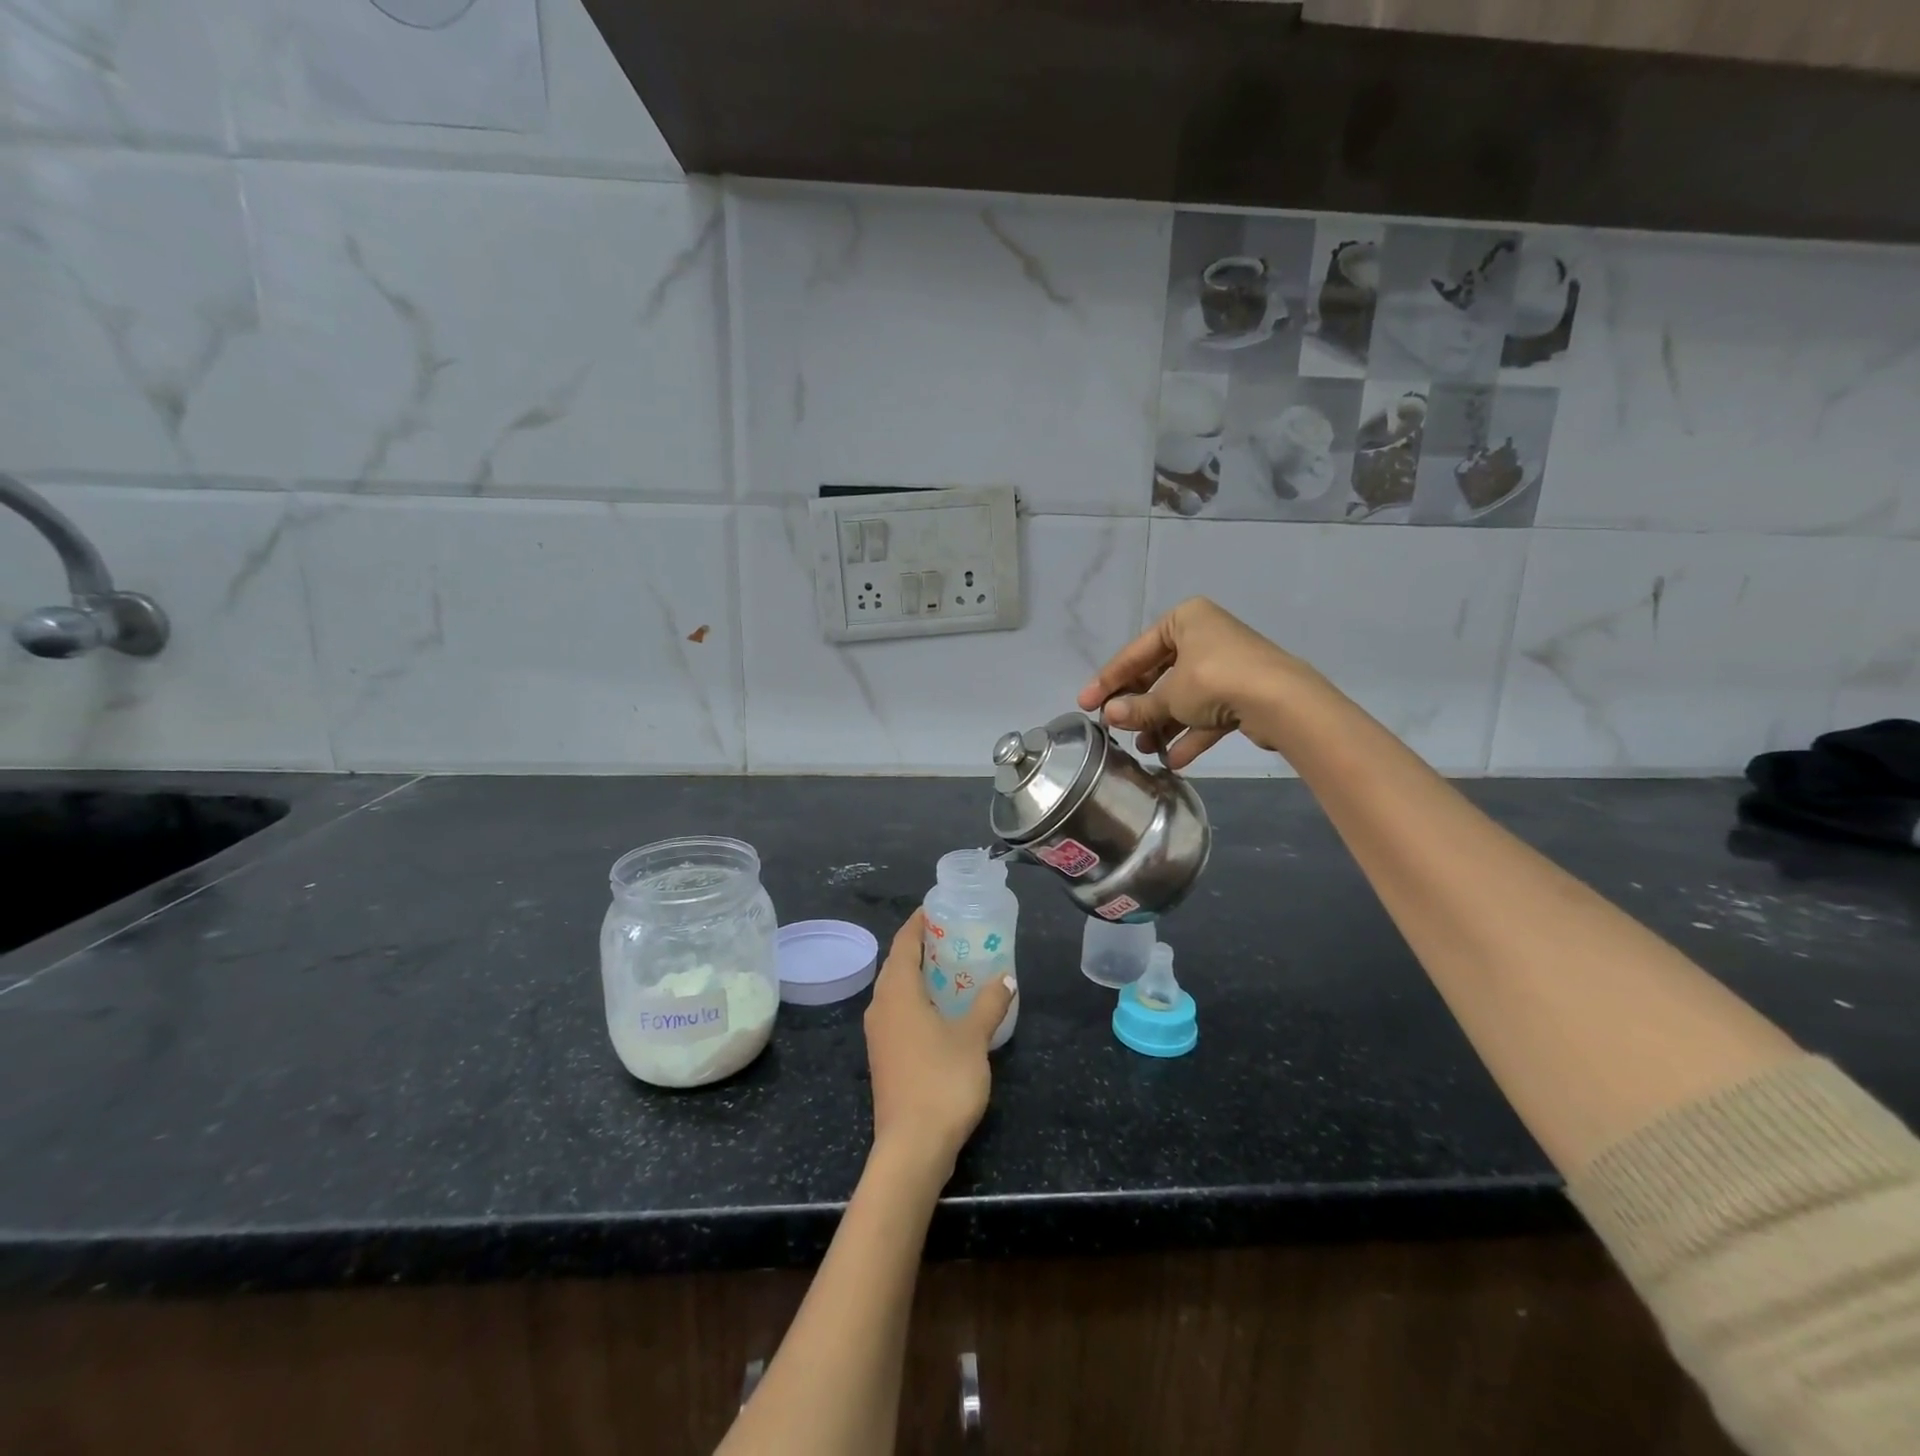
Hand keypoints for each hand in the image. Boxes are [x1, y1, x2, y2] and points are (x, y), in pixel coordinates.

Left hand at [864, 910, 1014, 1172]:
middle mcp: (880, 1007)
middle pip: (897, 964)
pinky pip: (899, 1012)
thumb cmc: (942, 1082)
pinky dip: (918, 1000)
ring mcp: (879, 1034)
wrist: (912, 1147)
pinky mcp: (884, 1056)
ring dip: (920, 975)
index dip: (919, 922)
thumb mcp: (973, 1038)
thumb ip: (989, 1003)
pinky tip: (943, 1009)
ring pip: (897, 990)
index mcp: (897, 992)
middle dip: (922, 946)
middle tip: (955, 936)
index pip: (903, 942)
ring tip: (953, 968)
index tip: (939, 908)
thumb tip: (1006, 978)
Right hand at [1077, 597, 1296, 769]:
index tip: (1085, 704)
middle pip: (1159, 675)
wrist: (1282, 701)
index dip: (1107, 681)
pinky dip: (1191, 734)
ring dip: (1163, 724)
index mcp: (1184, 619)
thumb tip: (1109, 716)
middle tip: (1116, 728)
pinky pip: (1208, 713)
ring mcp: (1227, 665)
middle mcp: (1205, 636)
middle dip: (1139, 707)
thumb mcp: (1168, 696)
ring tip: (1144, 749)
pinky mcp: (1244, 692)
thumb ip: (1137, 707)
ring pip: (1184, 697)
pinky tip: (1174, 760)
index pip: (1135, 653)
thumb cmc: (1214, 681)